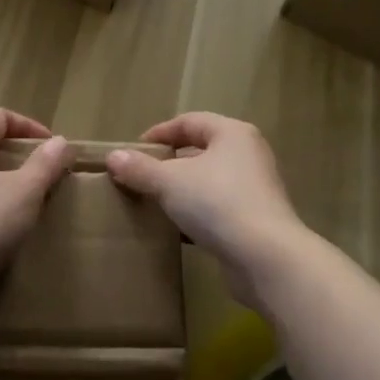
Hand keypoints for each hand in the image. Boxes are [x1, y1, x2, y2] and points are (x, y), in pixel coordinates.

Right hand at [106, 113, 310, 309]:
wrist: (265, 257)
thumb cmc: (217, 203)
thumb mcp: (169, 182)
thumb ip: (140, 168)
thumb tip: (113, 157)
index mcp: (232, 133)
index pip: (190, 121)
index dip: (160, 133)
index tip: (134, 150)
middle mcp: (248, 154)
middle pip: (202, 150)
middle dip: (170, 162)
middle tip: (142, 176)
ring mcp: (256, 188)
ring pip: (210, 181)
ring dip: (183, 190)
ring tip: (154, 202)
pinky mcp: (256, 219)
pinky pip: (219, 208)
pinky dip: (197, 213)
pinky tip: (177, 229)